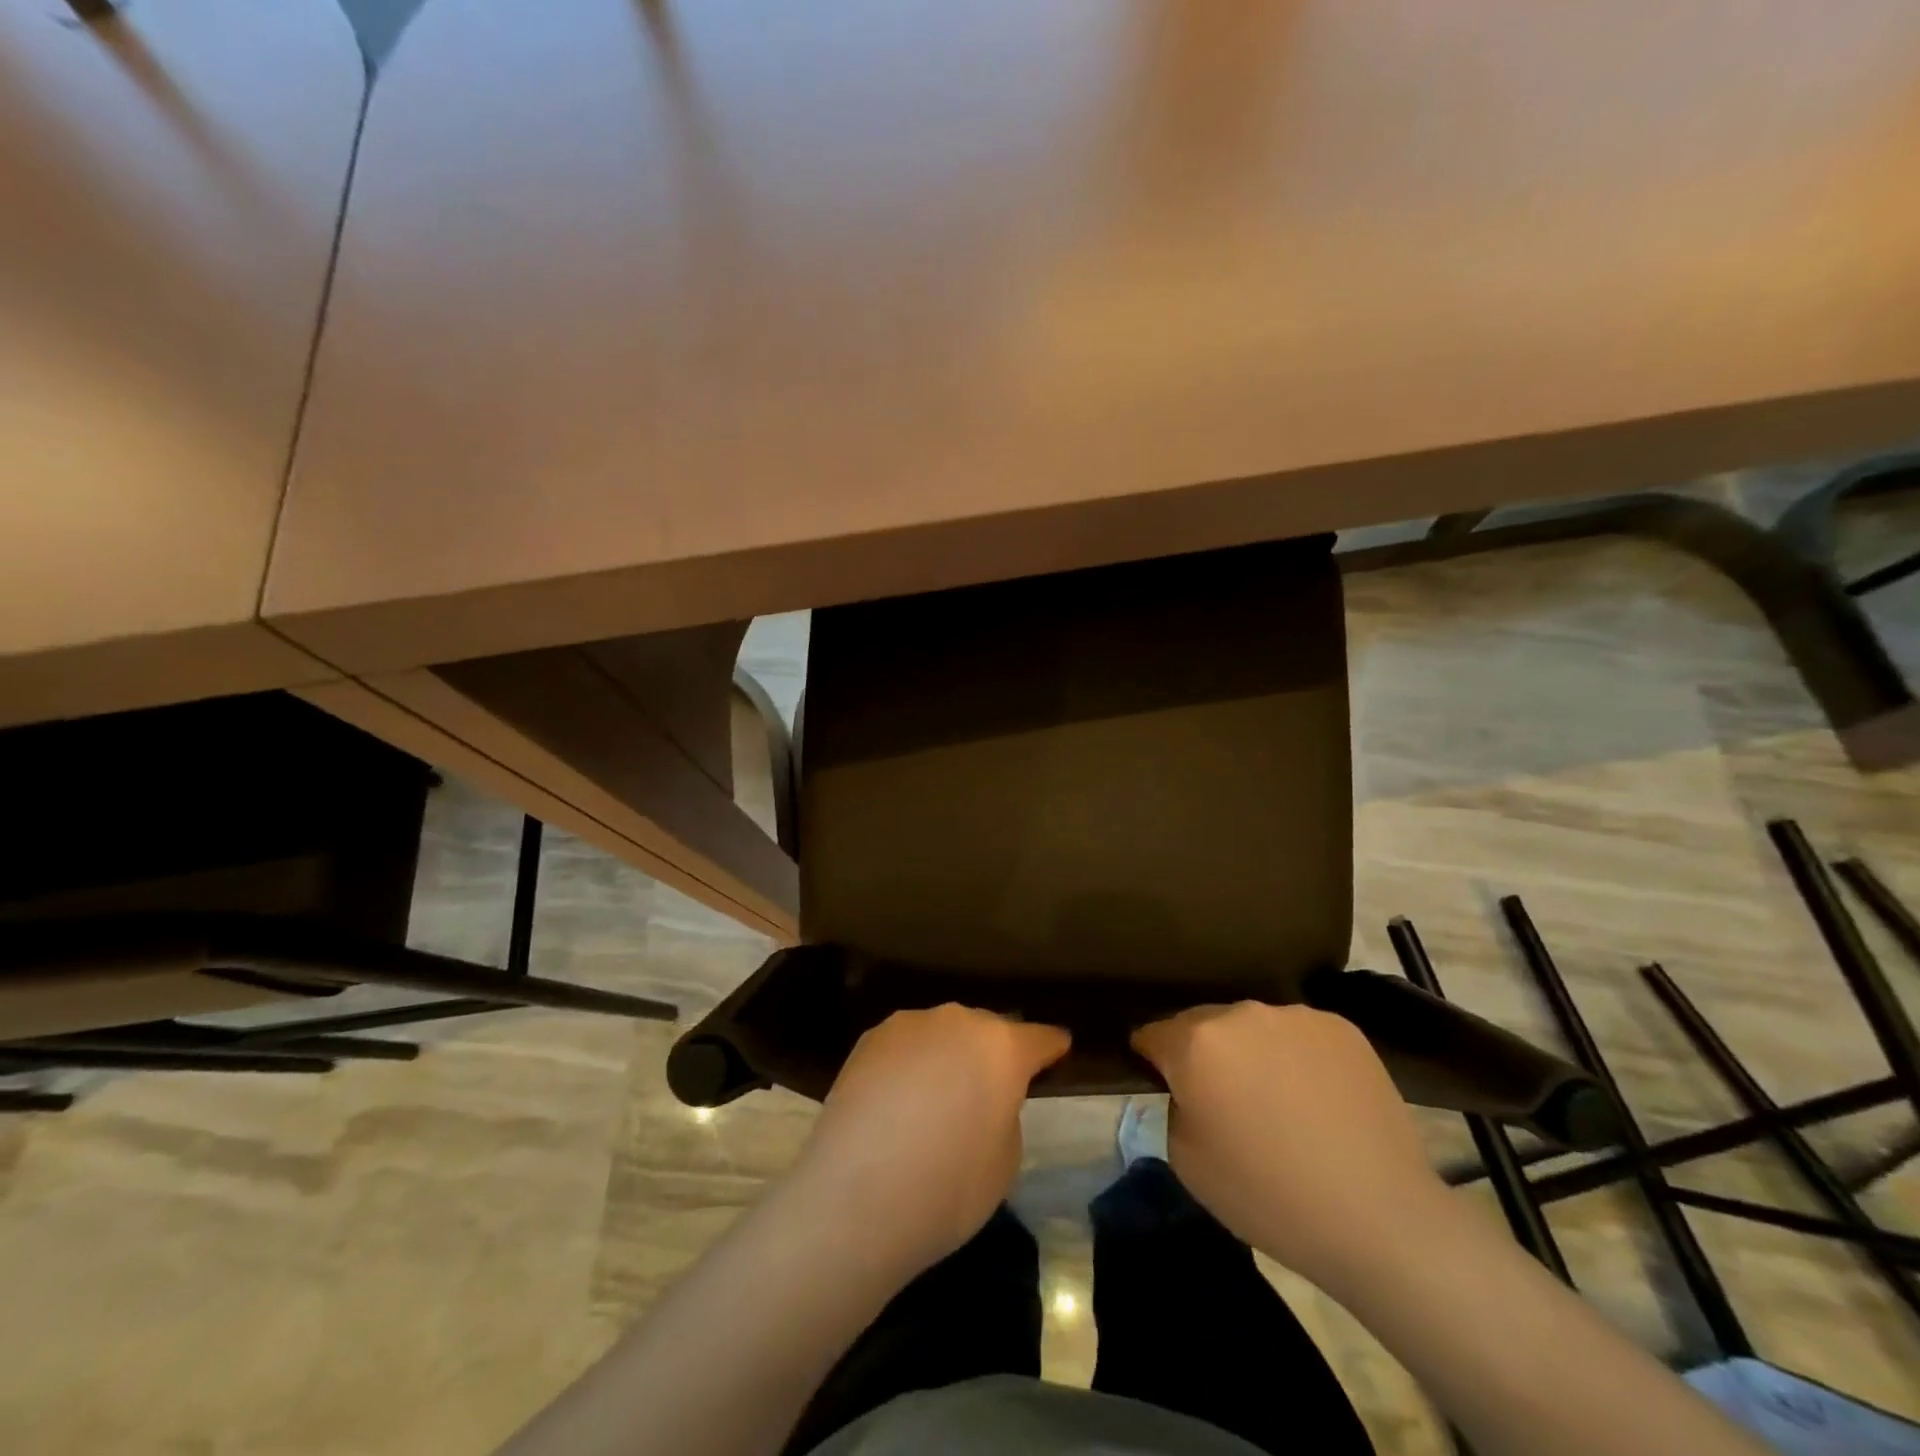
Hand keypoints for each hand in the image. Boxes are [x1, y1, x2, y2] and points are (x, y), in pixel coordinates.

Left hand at [785, 1006, 1068, 1278]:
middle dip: (992, 1053)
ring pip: (943, 1033)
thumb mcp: (1005, 1160)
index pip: (1039, 1038)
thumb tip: (985, 1097)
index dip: (1051, 1047)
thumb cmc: (948, 1188)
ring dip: (948, 1055)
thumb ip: (1005, 1112)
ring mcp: (910, 1024)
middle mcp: (958, 1021)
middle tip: (988, 1088)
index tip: (1058, 1050)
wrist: (856, 1197)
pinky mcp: (870, 1038)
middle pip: (987, 1030)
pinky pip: (906, 1045)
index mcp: (1002, 1047)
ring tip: (937, 1096)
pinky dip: (910, 1063)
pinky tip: (898, 1099)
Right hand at [1133, 1002, 1446, 1292]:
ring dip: (1251, 1053)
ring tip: (1277, 1102)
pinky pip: (1298, 1036)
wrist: (1379, 1220)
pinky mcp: (1341, 1028)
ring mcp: (1295, 1016)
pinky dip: (1296, 1058)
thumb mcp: (1187, 1161)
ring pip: (1253, 1028)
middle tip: (1223, 1100)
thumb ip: (1176, 1106)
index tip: (1160, 1081)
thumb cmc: (1269, 1197)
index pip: (1153, 1034)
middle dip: (1203, 1054)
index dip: (1150, 1058)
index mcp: (1196, 1042)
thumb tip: (1193, 1088)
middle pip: (1204, 1025)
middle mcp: (1241, 1014)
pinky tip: (1316, 1100)